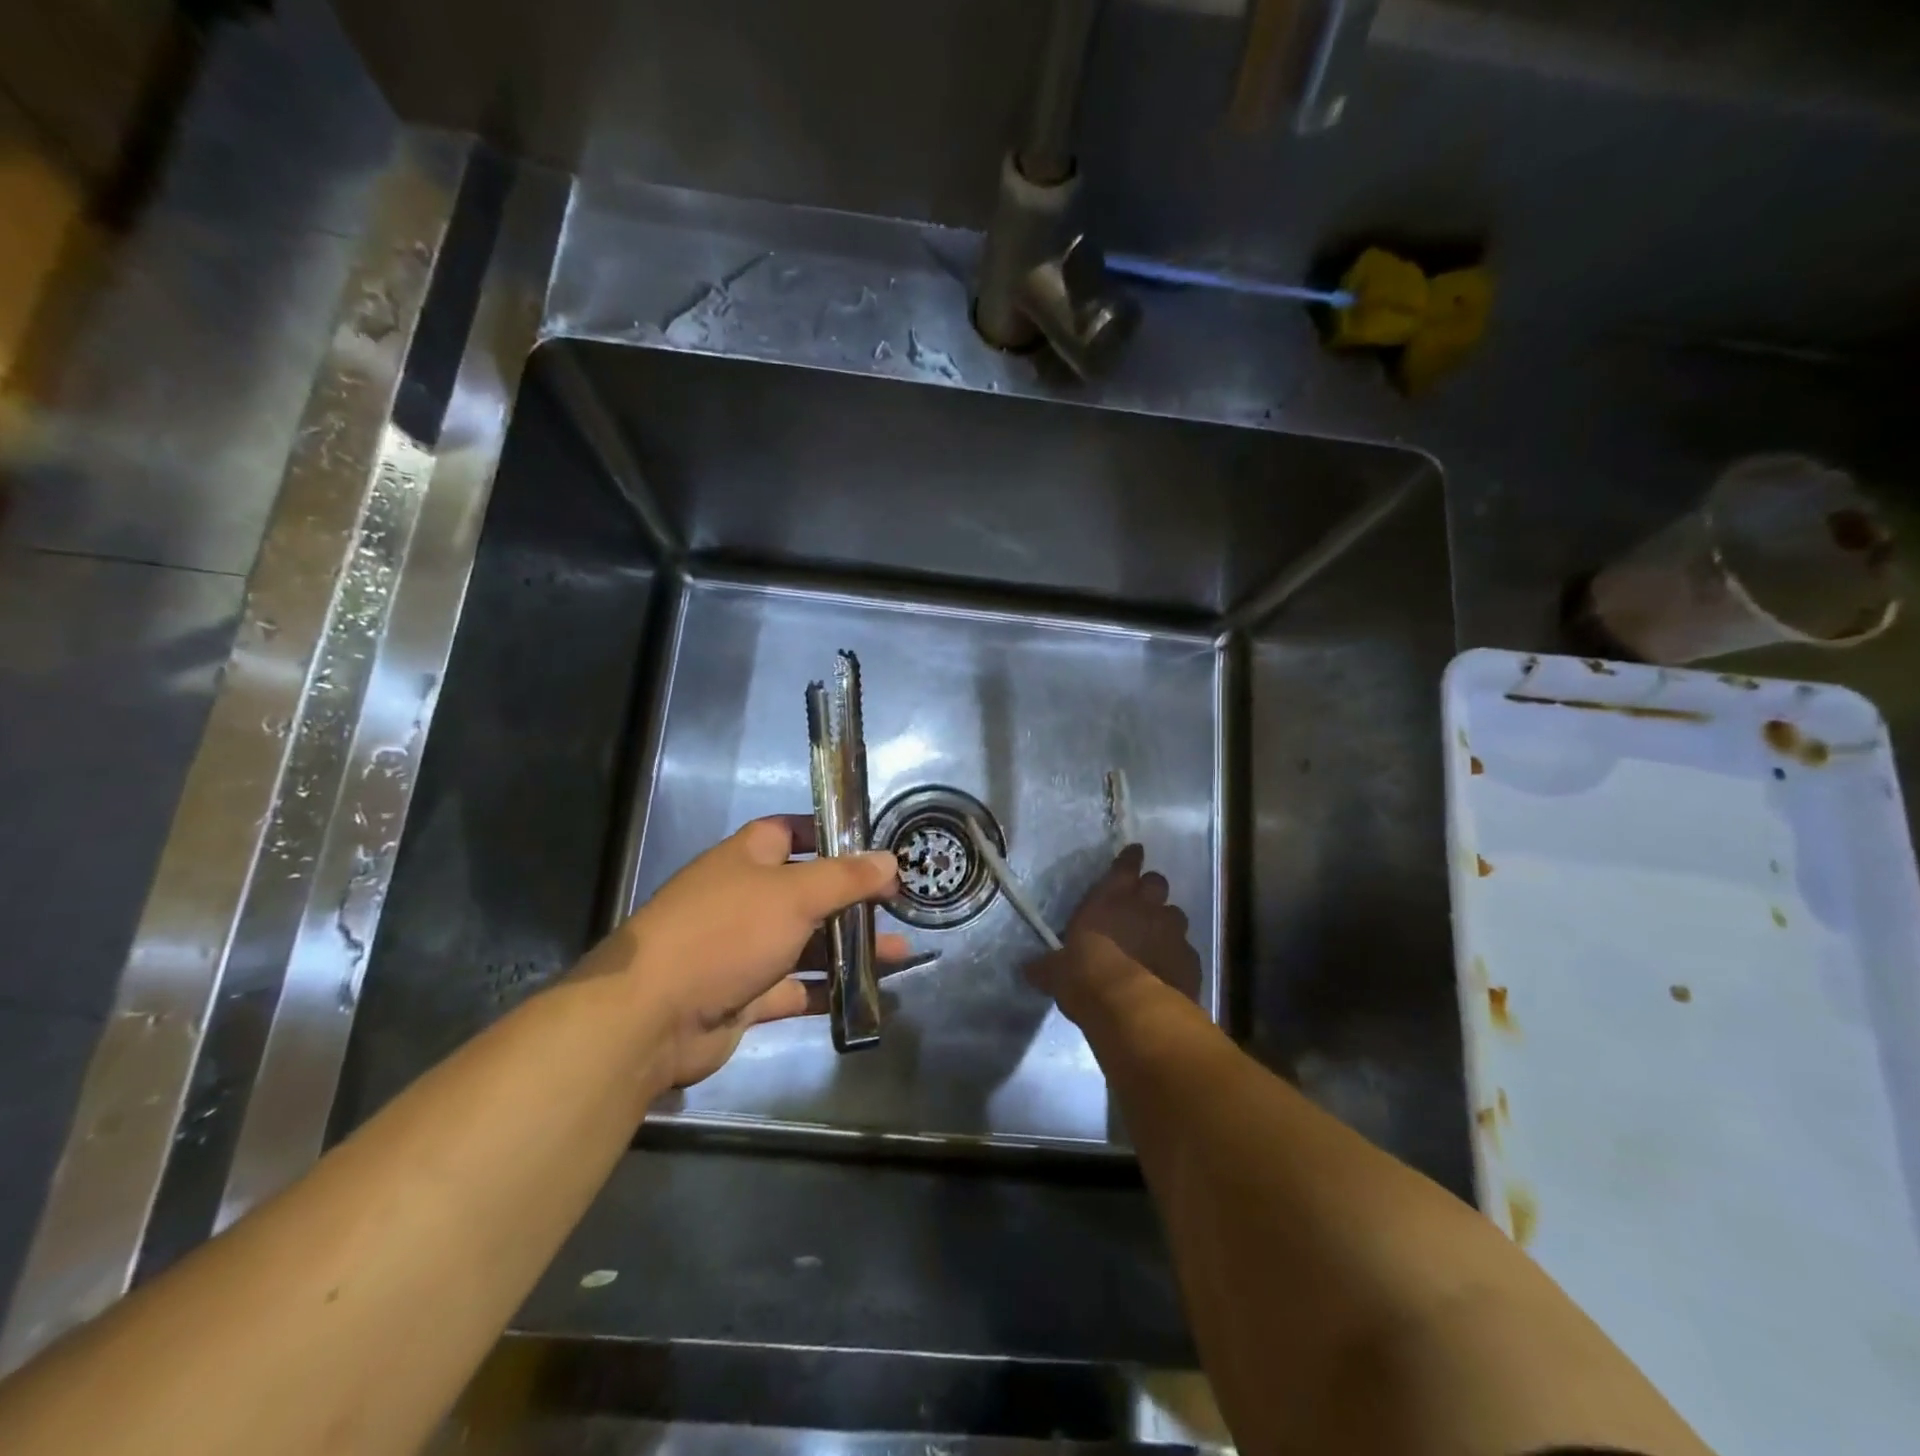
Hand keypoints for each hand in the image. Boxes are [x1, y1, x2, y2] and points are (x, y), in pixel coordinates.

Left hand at [580, 815, 902, 1088]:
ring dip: (849, 947)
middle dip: (851, 898)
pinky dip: (829, 990)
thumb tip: (890, 860)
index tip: (869, 845)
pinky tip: (870, 992)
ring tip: (901, 951)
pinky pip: (796, 987)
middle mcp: (744, 899)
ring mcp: (743, 949)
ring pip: (807, 942)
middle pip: (806, 891)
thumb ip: (846, 878)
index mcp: (746, 859)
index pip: (789, 832)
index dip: (827, 833)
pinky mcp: (745, 995)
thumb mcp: (794, 895)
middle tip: (898, 903)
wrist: (653, 1016)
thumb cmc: (725, 934)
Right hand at [1027, 844, 1202, 1010]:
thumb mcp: (1056, 973)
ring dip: (1165, 923)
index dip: (1130, 858)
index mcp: (1110, 898)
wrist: (1133, 1011)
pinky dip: (1177, 957)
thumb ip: (1047, 966)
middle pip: (1157, 883)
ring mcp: (1173, 933)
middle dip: (1150, 890)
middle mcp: (1146, 907)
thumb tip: (1027, 968)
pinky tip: (1168, 971)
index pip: (1125, 865)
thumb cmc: (1086, 978)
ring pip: (1176, 915)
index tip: (1134, 853)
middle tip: (1141, 903)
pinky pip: (1186, 951)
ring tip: (1155, 940)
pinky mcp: (1191, 961)